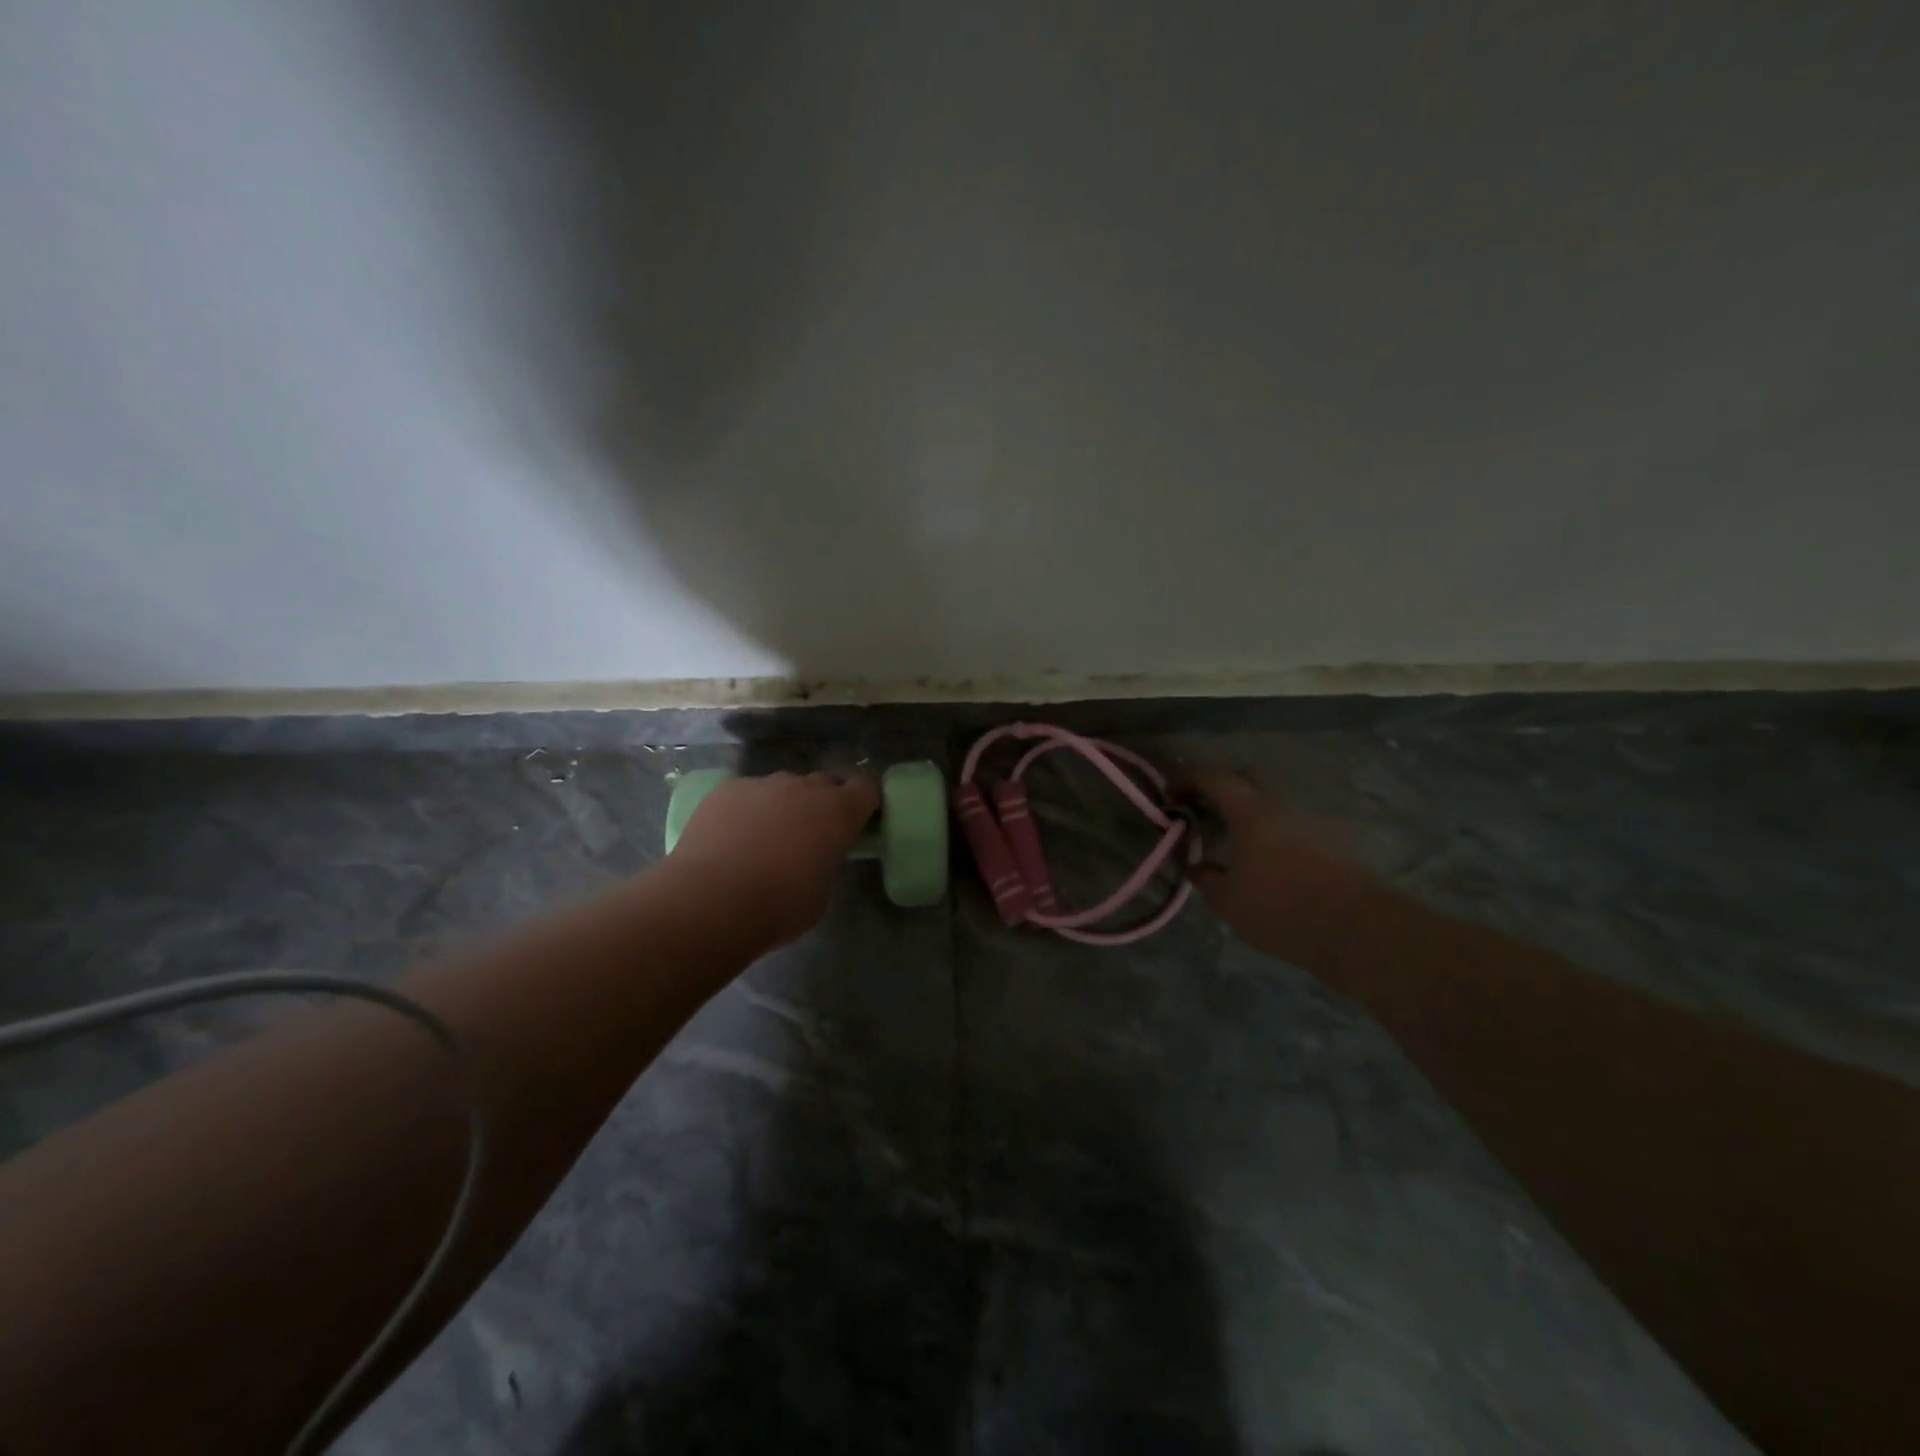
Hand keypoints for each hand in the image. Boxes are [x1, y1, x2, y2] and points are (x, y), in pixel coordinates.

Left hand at [669, 771, 881, 949]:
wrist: (710, 900)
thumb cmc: (778, 906)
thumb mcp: (822, 892)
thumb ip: (827, 863)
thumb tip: (817, 855)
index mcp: (838, 812)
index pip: (867, 788)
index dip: (865, 801)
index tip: (859, 819)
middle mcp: (804, 788)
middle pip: (825, 783)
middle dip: (824, 803)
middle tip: (812, 834)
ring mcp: (763, 784)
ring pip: (784, 788)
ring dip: (784, 806)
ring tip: (766, 839)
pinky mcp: (727, 790)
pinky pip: (748, 794)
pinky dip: (748, 810)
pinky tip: (733, 839)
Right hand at [1179, 768, 1370, 959]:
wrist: (1355, 929)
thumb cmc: (1280, 909)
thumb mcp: (1227, 901)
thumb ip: (1206, 878)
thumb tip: (1196, 865)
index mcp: (1251, 812)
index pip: (1213, 778)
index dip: (1187, 779)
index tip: (1169, 793)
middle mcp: (1280, 805)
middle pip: (1245, 778)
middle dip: (1218, 785)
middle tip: (1200, 806)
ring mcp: (1308, 820)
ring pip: (1269, 799)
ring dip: (1245, 807)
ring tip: (1229, 834)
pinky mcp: (1327, 841)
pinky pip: (1287, 821)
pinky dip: (1266, 827)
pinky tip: (1260, 853)